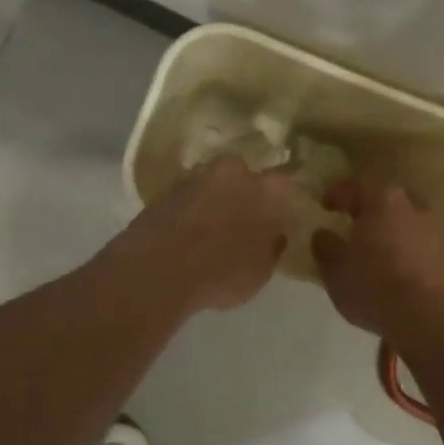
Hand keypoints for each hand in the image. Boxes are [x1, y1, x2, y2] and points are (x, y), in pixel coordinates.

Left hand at [109, 155, 301, 312]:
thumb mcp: (261, 272)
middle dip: (244, 191)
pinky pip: (188, 196)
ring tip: (212, 227)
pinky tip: (188, 232)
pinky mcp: (166, 189)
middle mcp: (234, 173)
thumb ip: (272, 247)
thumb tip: (274, 235)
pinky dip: (191, 208)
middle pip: (244, 175)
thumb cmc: (223, 271)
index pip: (284, 185)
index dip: (281, 201)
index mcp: (267, 189)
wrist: (159, 267)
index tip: (278, 217)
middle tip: (243, 219)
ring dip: (215, 198)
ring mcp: (197, 177)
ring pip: (213, 182)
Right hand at [310, 178, 443, 341]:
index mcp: (381, 200)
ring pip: (402, 222)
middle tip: (349, 224)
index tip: (324, 205)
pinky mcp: (442, 256)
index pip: (355, 186)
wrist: (422, 316)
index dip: (336, 194)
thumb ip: (325, 245)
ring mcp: (431, 231)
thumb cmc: (371, 283)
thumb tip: (323, 234)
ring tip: (369, 249)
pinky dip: (400, 250)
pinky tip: (389, 267)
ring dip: (386, 231)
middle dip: (366, 211)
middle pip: (383, 201)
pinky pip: (414, 244)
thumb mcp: (334, 267)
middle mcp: (410, 207)